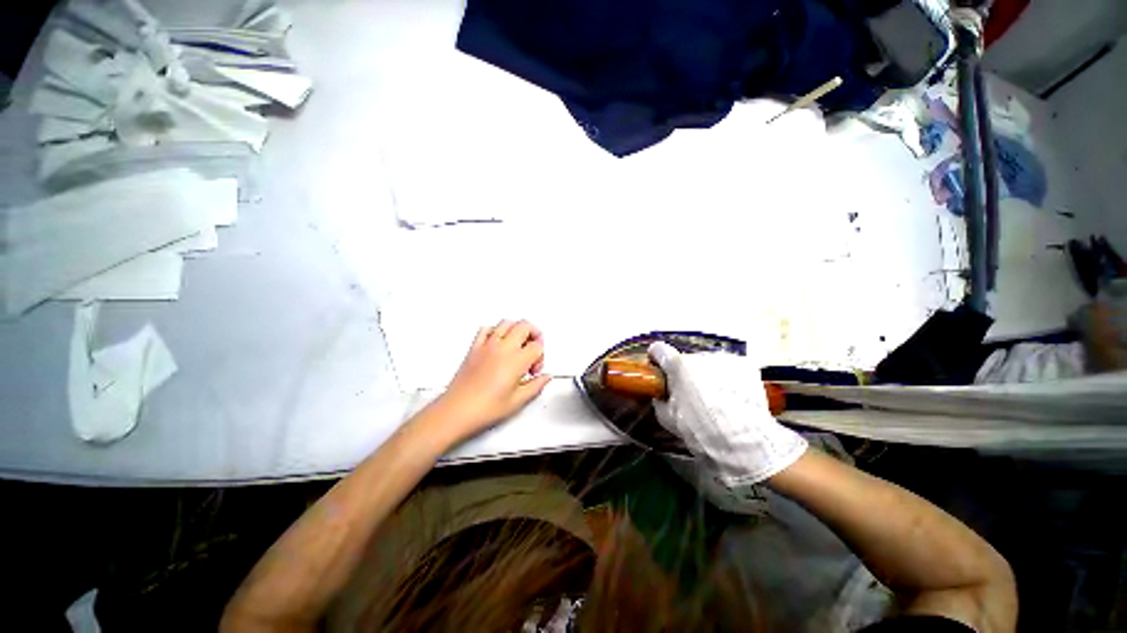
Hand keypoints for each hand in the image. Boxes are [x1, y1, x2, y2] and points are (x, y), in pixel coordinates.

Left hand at [425, 320, 552, 444]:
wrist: (456, 411)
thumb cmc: (484, 409)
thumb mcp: (517, 401)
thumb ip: (536, 386)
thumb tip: (545, 377)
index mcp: (516, 361)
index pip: (537, 346)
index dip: (541, 357)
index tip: (534, 370)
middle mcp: (502, 348)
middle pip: (525, 326)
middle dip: (534, 335)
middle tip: (533, 350)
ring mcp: (487, 345)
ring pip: (507, 322)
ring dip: (517, 329)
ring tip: (518, 344)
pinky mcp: (474, 347)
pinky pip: (486, 329)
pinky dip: (496, 330)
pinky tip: (498, 342)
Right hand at [648, 342, 806, 484]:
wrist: (746, 443)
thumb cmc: (701, 431)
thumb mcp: (667, 418)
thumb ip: (660, 398)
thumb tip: (662, 393)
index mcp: (679, 366)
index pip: (659, 349)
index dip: (656, 359)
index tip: (658, 369)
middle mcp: (701, 356)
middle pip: (685, 359)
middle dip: (684, 373)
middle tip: (689, 394)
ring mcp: (725, 359)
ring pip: (707, 364)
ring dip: (705, 375)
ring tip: (714, 398)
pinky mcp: (746, 366)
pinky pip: (727, 368)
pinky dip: (725, 378)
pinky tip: (730, 397)